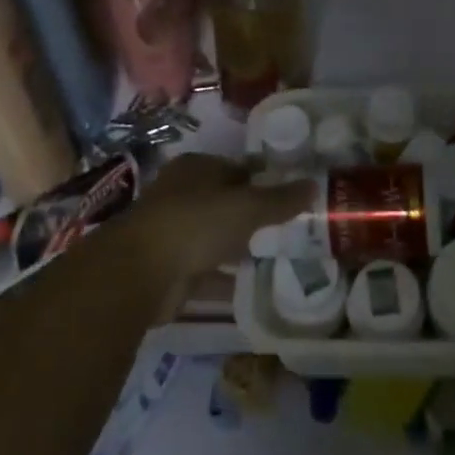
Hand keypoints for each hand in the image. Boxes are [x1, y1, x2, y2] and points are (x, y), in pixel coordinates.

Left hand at [123, 153, 316, 289]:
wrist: (141, 273)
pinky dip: (226, 277)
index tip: (291, 196)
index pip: (238, 168)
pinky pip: (206, 270)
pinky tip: (253, 286)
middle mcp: (182, 194)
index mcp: (196, 168)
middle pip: (226, 202)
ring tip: (278, 257)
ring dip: (239, 247)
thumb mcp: (247, 207)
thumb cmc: (196, 223)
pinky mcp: (169, 268)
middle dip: (253, 215)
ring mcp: (173, 232)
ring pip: (215, 236)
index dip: (264, 180)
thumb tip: (314, 184)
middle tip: (289, 229)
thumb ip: (280, 199)